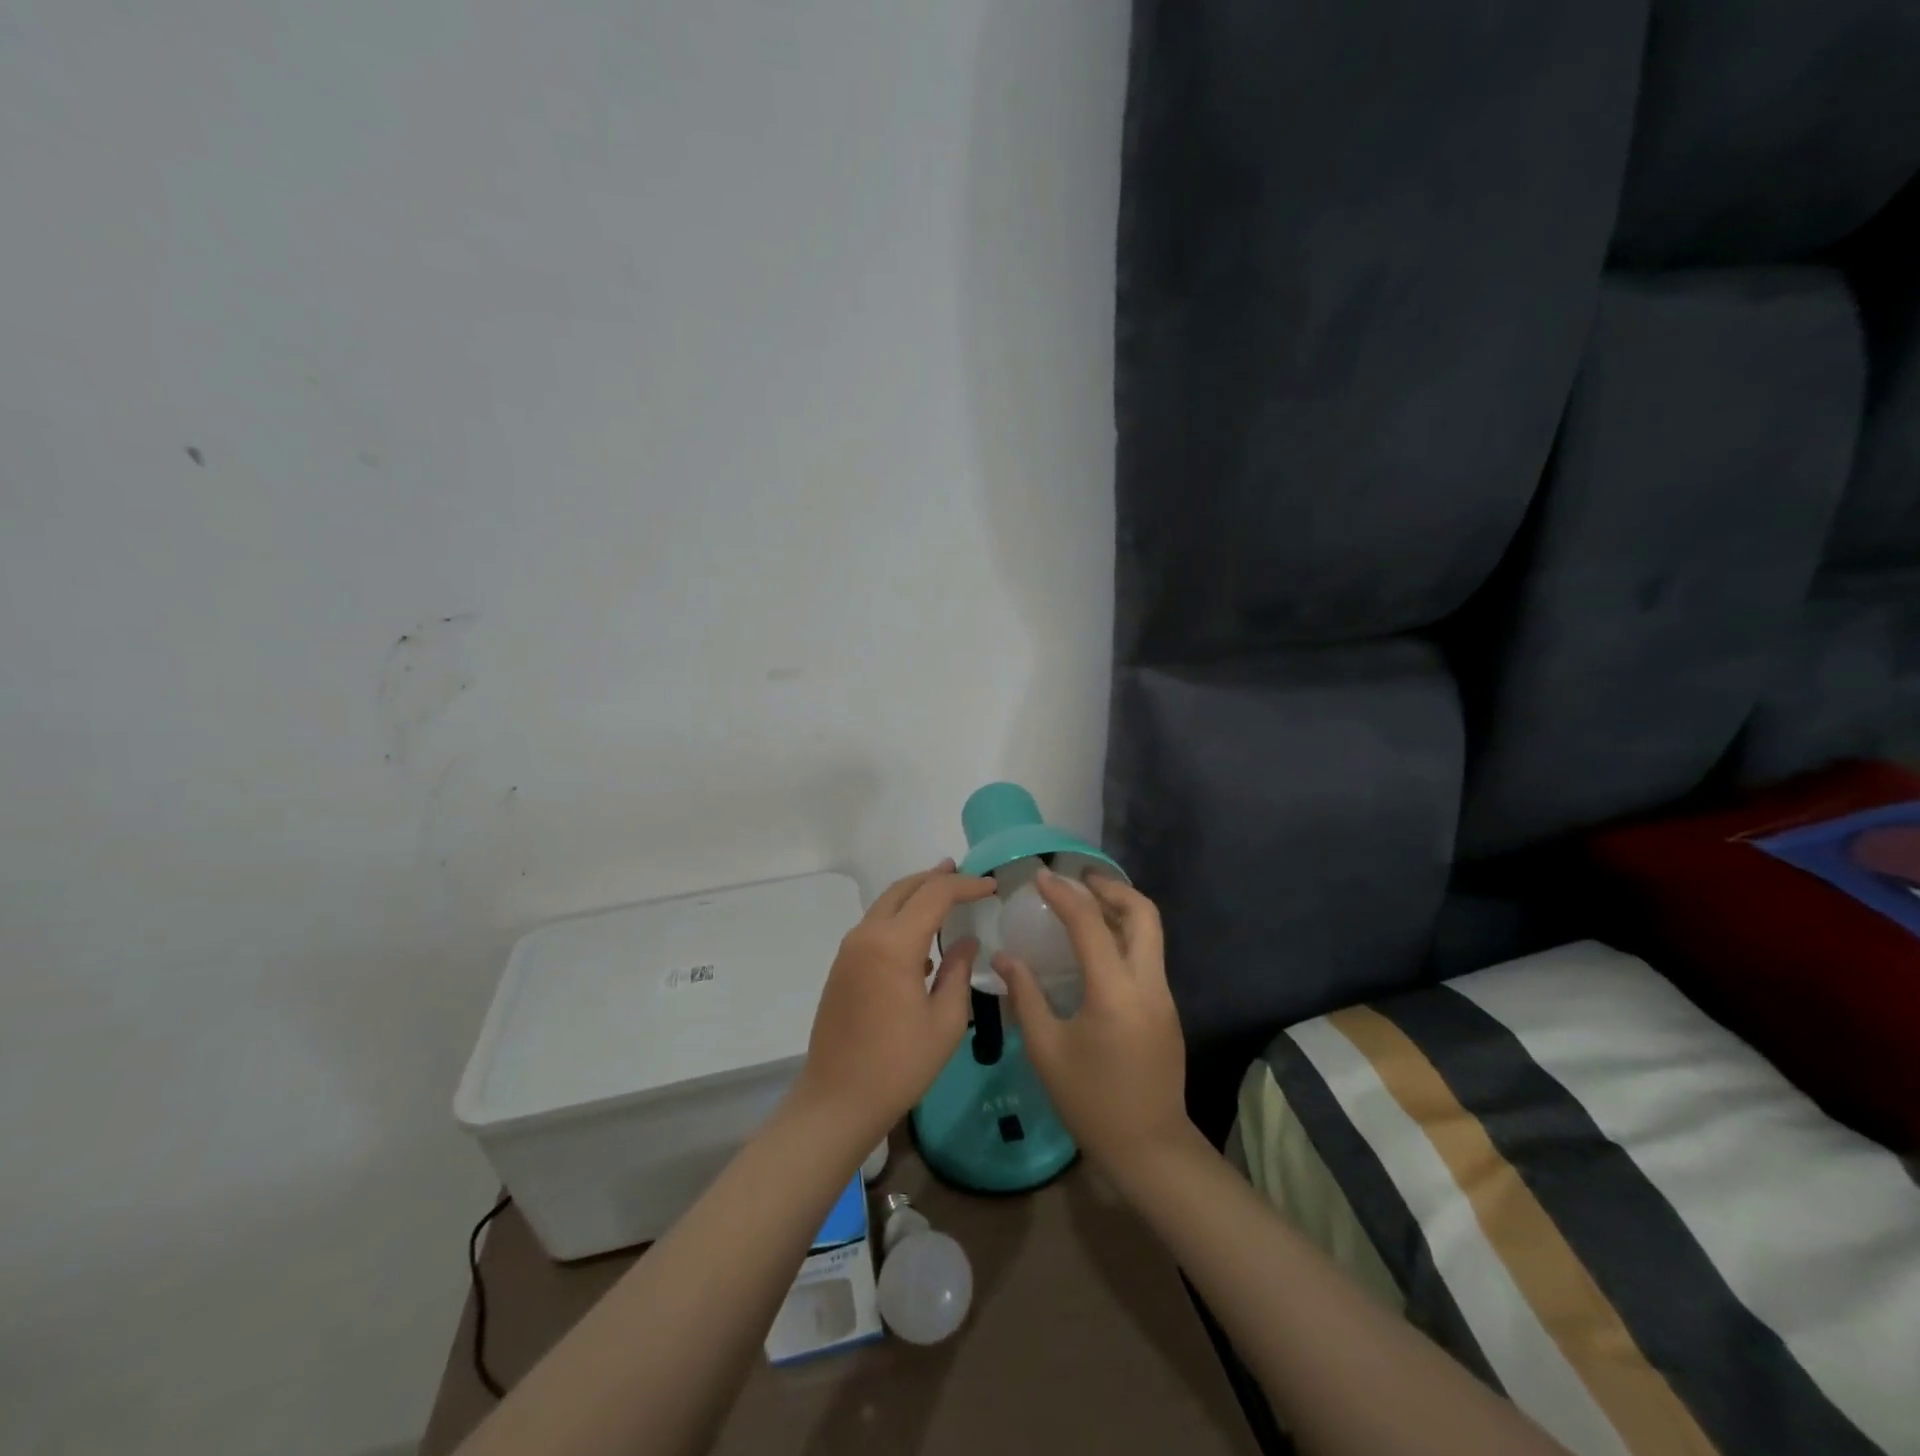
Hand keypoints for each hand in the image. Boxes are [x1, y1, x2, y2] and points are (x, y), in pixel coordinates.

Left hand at [793, 861, 996, 1146]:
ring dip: (916, 895)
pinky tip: (922, 938)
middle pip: (904, 889)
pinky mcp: (842, 966)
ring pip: (886, 904)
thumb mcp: (945, 1022)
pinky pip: (875, 926)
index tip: (991, 887)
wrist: (836, 1101)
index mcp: (893, 944)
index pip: (934, 895)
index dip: (965, 886)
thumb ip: (959, 973)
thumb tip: (966, 943)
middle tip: (965, 876)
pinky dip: (900, 917)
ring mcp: (849, 950)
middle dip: (936, 878)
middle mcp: (866, 935)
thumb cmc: (899, 1066)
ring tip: (946, 895)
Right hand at [995, 870, 1193, 1181]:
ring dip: (1121, 908)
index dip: (1064, 895)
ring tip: (1085, 903)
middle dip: (1111, 888)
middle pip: (1143, 913)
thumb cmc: (1090, 1101)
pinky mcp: (1167, 1008)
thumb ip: (1025, 996)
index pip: (1090, 924)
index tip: (1041, 877)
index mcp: (1114, 992)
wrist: (1149, 1147)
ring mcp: (1163, 995)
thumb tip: (1004, 957)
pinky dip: (1125, 934)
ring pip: (1151, 932)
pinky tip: (1098, 945)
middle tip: (1077, 880)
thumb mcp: (1046, 1050)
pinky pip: (1148, 954)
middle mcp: (1147, 984)